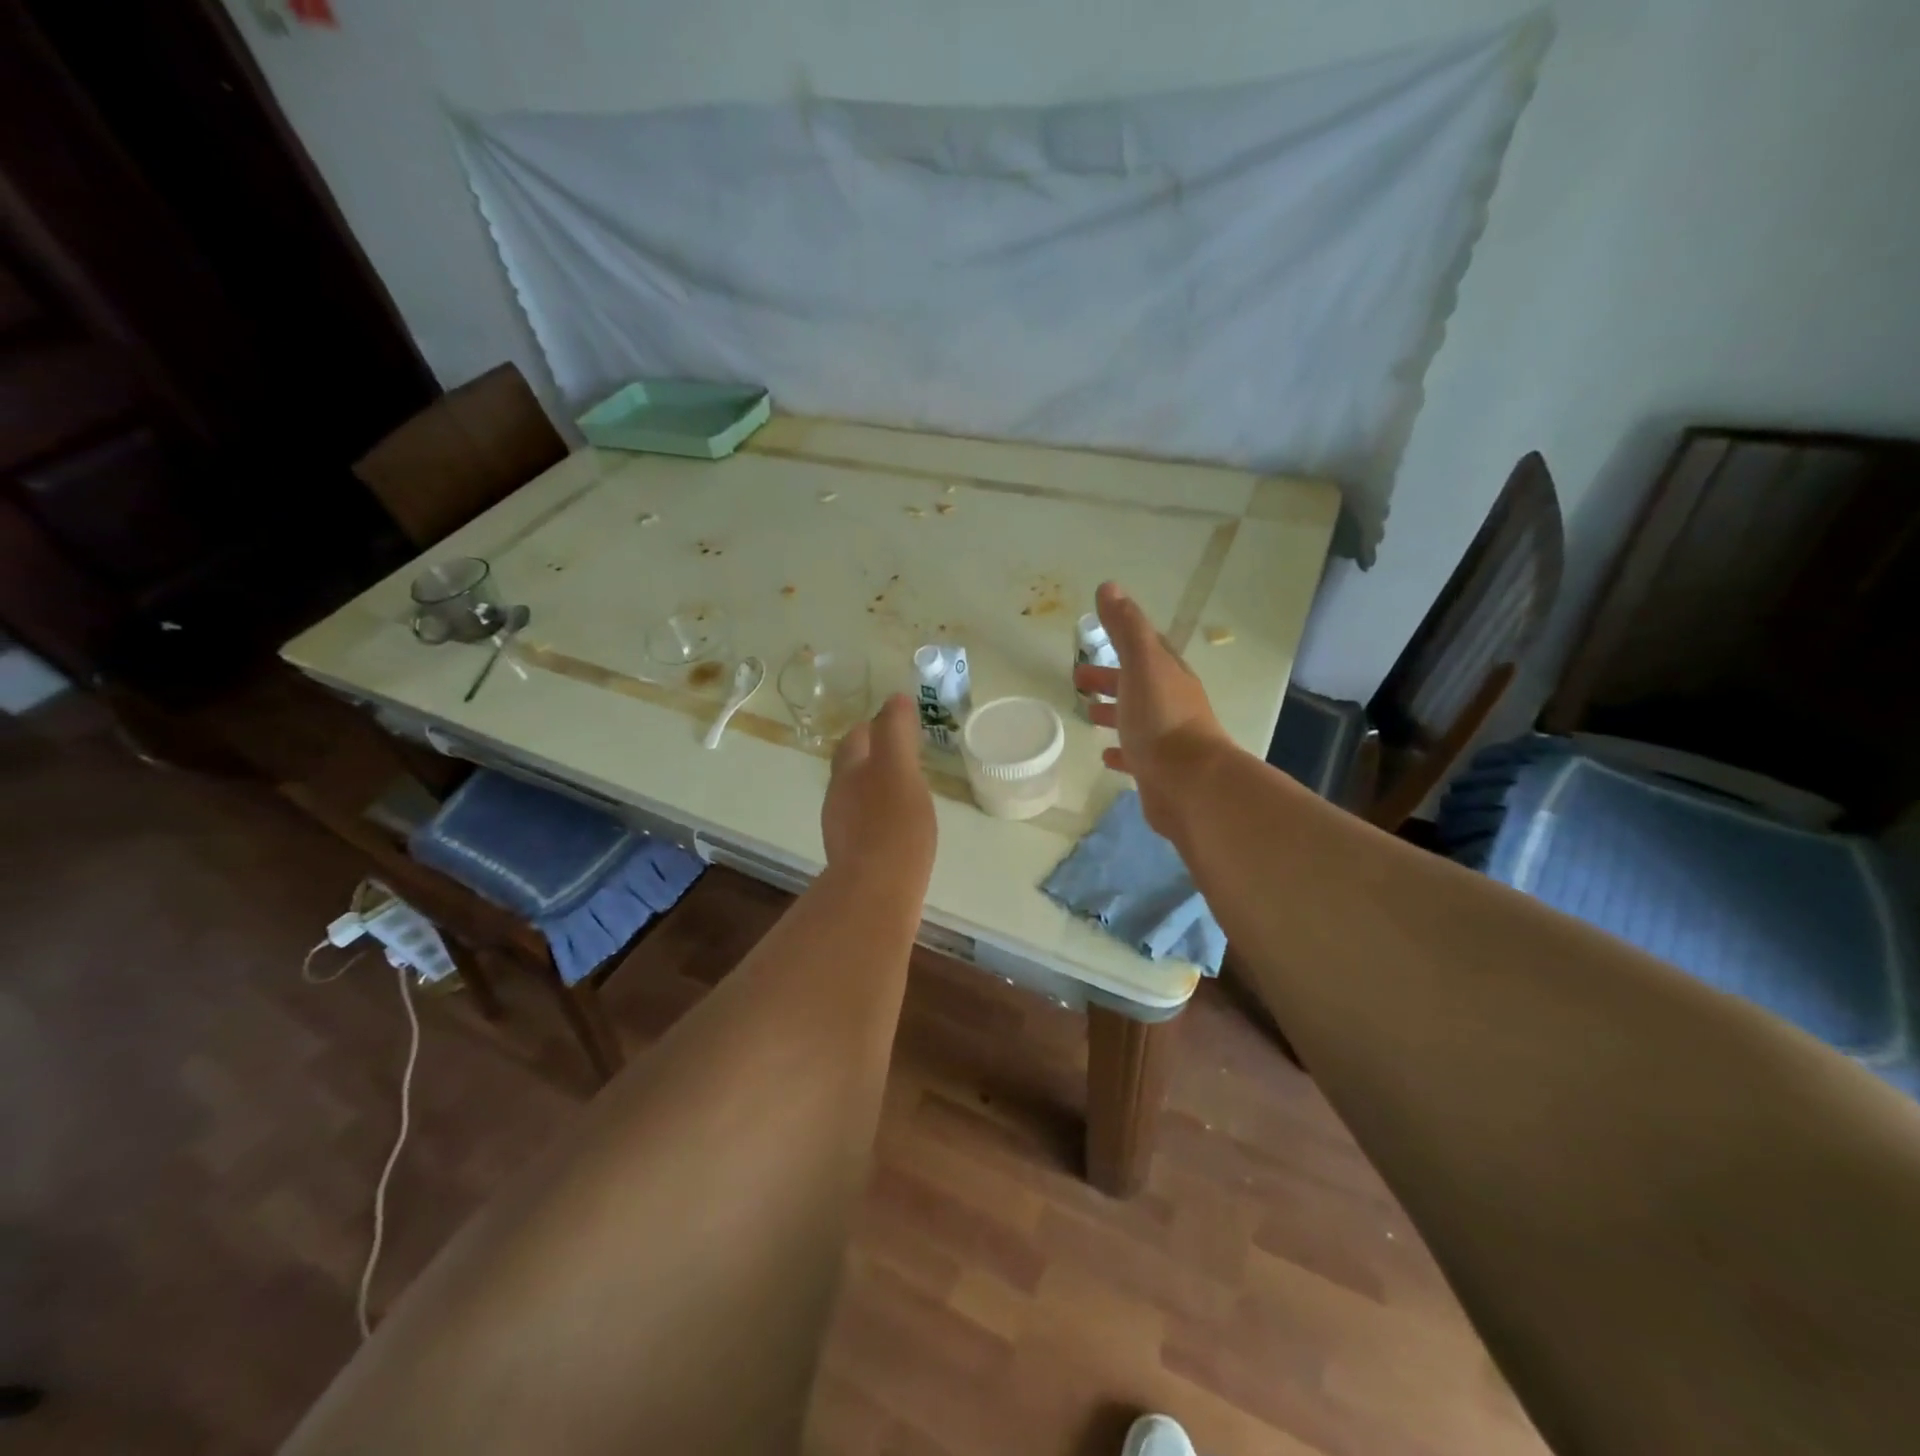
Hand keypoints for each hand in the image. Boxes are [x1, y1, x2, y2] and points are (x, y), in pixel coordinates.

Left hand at [821, 693, 936, 891]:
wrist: (877, 893)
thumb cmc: (892, 825)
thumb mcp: (899, 769)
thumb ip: (895, 732)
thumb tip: (895, 698)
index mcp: (849, 773)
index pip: (856, 739)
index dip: (873, 728)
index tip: (895, 725)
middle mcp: (839, 799)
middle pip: (852, 769)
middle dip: (872, 759)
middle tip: (902, 757)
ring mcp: (844, 832)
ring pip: (858, 799)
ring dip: (877, 790)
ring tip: (905, 791)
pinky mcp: (856, 860)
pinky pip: (868, 828)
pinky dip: (882, 820)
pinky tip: (901, 830)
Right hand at [1073, 581, 1232, 838]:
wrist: (1190, 784)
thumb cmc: (1162, 719)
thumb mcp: (1142, 664)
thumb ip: (1125, 628)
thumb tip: (1109, 587)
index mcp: (1168, 675)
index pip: (1147, 649)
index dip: (1123, 640)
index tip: (1094, 637)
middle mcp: (1171, 704)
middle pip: (1137, 684)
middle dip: (1110, 678)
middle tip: (1077, 680)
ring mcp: (1166, 739)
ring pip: (1136, 719)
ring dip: (1113, 712)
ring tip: (1086, 714)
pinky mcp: (1158, 771)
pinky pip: (1135, 756)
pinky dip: (1119, 751)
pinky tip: (1105, 755)